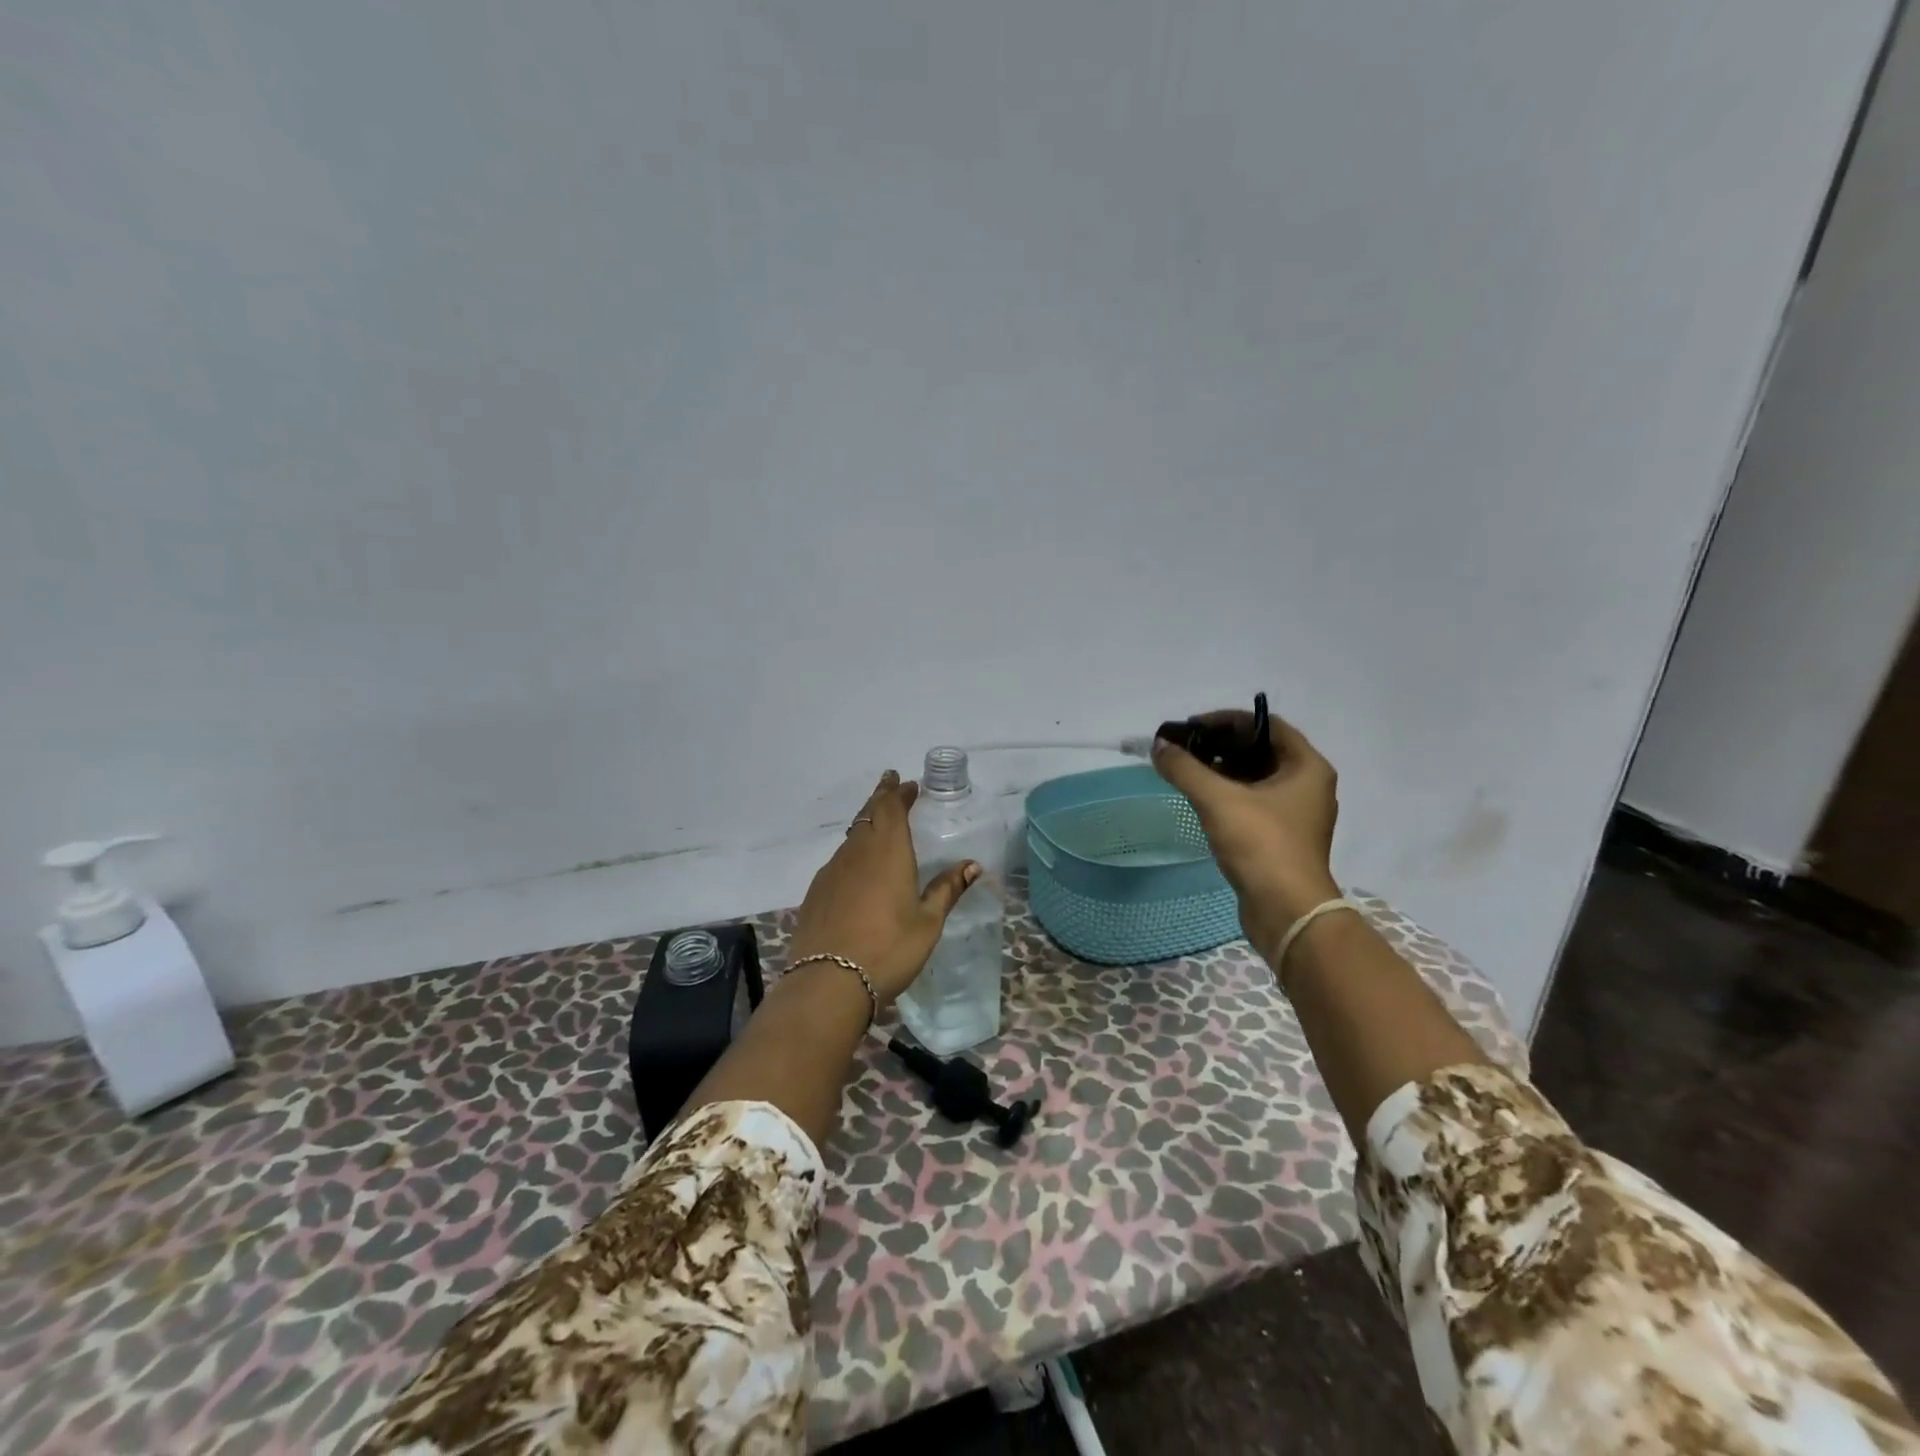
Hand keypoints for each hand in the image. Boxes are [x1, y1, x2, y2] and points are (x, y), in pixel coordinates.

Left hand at [788, 770, 980, 1007]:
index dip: (898, 792)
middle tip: (890, 786)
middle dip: (881, 798)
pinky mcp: (816, 892)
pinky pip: (838, 860)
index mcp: (887, 852)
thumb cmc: (888, 949)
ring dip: (866, 824)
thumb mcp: (927, 922)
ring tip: (878, 826)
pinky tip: (857, 869)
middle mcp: (857, 853)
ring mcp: (832, 871)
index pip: (891, 808)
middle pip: (867, 815)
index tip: (906, 783)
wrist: (827, 982)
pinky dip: (851, 852)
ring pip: (851, 837)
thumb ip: (946, 889)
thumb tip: (972, 865)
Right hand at [1151, 711, 1340, 958]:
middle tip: (1185, 749)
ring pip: (1256, 778)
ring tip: (1187, 771)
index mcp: (1307, 767)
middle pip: (1261, 750)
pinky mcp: (1283, 837)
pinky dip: (1229, 795)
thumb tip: (1159, 745)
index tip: (1192, 727)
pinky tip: (1201, 800)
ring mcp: (1298, 813)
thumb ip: (1185, 769)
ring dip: (1223, 771)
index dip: (1228, 720)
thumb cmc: (1261, 845)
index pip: (1267, 725)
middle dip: (1221, 745)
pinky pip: (1254, 802)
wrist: (1287, 912)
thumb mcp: (1217, 800)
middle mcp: (1308, 785)